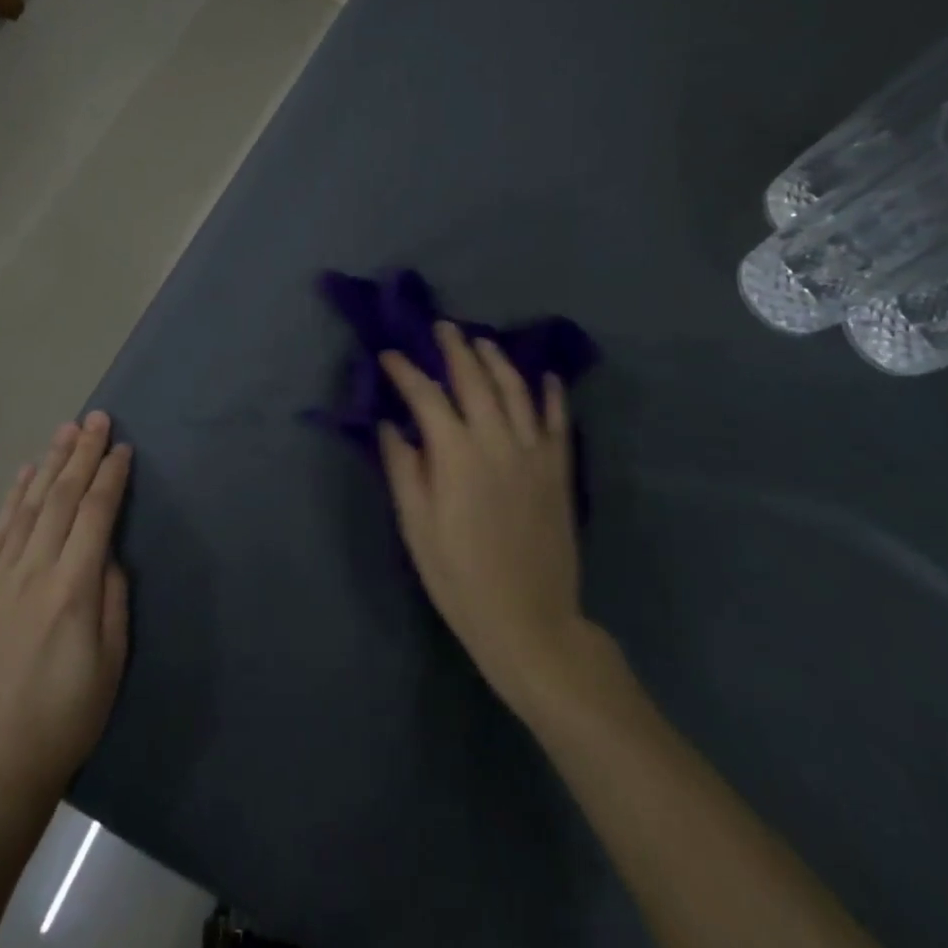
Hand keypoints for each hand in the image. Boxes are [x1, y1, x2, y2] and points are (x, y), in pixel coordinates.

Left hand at [0, 413, 131, 818]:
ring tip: (64, 432)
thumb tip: (109, 555)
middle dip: (81, 455)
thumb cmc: (65, 720)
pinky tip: (24, 476)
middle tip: (95, 418)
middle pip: (61, 499)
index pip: (96, 515)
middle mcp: (33, 573)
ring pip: (27, 507)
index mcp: (72, 590)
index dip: (110, 476)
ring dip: (48, 465)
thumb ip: (113, 601)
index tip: (122, 447)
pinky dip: (11, 499)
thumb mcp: (111, 665)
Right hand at [378, 323, 585, 715]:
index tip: (389, 356)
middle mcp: (496, 441)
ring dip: (498, 360)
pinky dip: (552, 394)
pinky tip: (546, 376)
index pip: (426, 397)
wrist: (528, 619)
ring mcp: (533, 453)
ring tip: (482, 342)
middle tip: (442, 328)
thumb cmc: (458, 576)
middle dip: (455, 349)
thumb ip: (404, 468)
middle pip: (475, 380)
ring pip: (517, 390)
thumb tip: (391, 425)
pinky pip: (558, 420)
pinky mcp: (559, 470)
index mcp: (456, 455)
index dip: (406, 372)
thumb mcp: (417, 526)